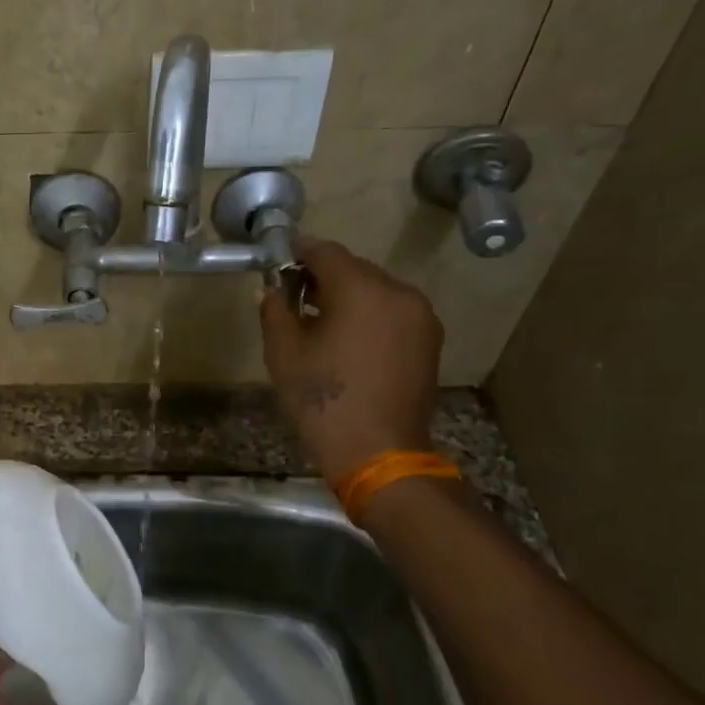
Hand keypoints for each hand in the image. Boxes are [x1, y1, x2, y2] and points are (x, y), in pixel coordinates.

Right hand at [260, 237, 443, 482]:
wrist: (377, 452)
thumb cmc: (323, 400)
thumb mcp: (283, 352)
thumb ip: (275, 308)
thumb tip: (275, 289)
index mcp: (361, 289)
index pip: (326, 252)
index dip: (298, 251)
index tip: (279, 260)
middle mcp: (398, 292)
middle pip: (354, 268)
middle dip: (324, 276)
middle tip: (295, 296)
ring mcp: (420, 316)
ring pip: (376, 290)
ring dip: (348, 296)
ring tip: (321, 322)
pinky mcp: (430, 340)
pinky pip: (393, 312)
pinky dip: (370, 315)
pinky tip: (350, 341)